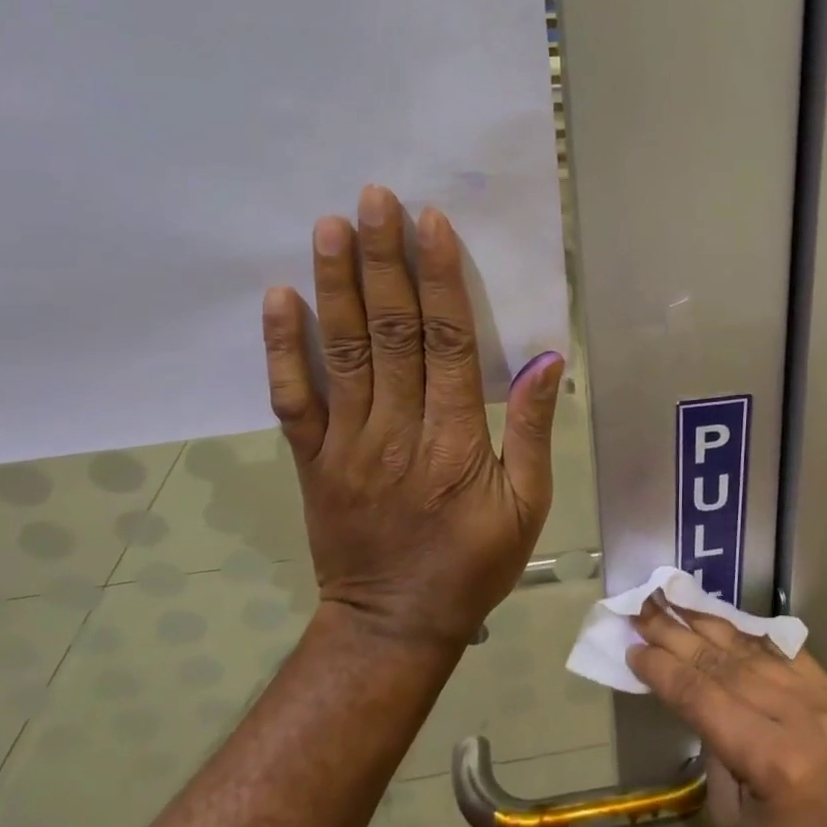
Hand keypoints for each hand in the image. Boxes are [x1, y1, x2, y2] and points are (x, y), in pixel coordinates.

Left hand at [260, 184, 564, 649]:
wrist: (391, 626)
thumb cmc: (473, 564)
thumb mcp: (529, 506)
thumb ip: (534, 431)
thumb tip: (547, 360)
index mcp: (455, 441)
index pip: (447, 343)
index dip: (440, 279)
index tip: (432, 223)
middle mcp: (397, 430)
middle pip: (391, 332)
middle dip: (384, 260)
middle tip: (375, 199)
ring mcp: (347, 444)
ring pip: (342, 352)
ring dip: (336, 285)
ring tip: (329, 226)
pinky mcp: (312, 460)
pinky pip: (293, 399)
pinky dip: (283, 348)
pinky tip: (279, 298)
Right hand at [626, 599, 826, 826]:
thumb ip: (717, 755)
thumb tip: (699, 705)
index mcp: (774, 761)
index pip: (704, 697)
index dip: (664, 670)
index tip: (633, 647)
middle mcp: (804, 718)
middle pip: (727, 665)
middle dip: (680, 635)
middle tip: (644, 608)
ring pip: (757, 653)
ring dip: (712, 625)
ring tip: (676, 601)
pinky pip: (790, 656)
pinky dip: (753, 638)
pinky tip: (726, 620)